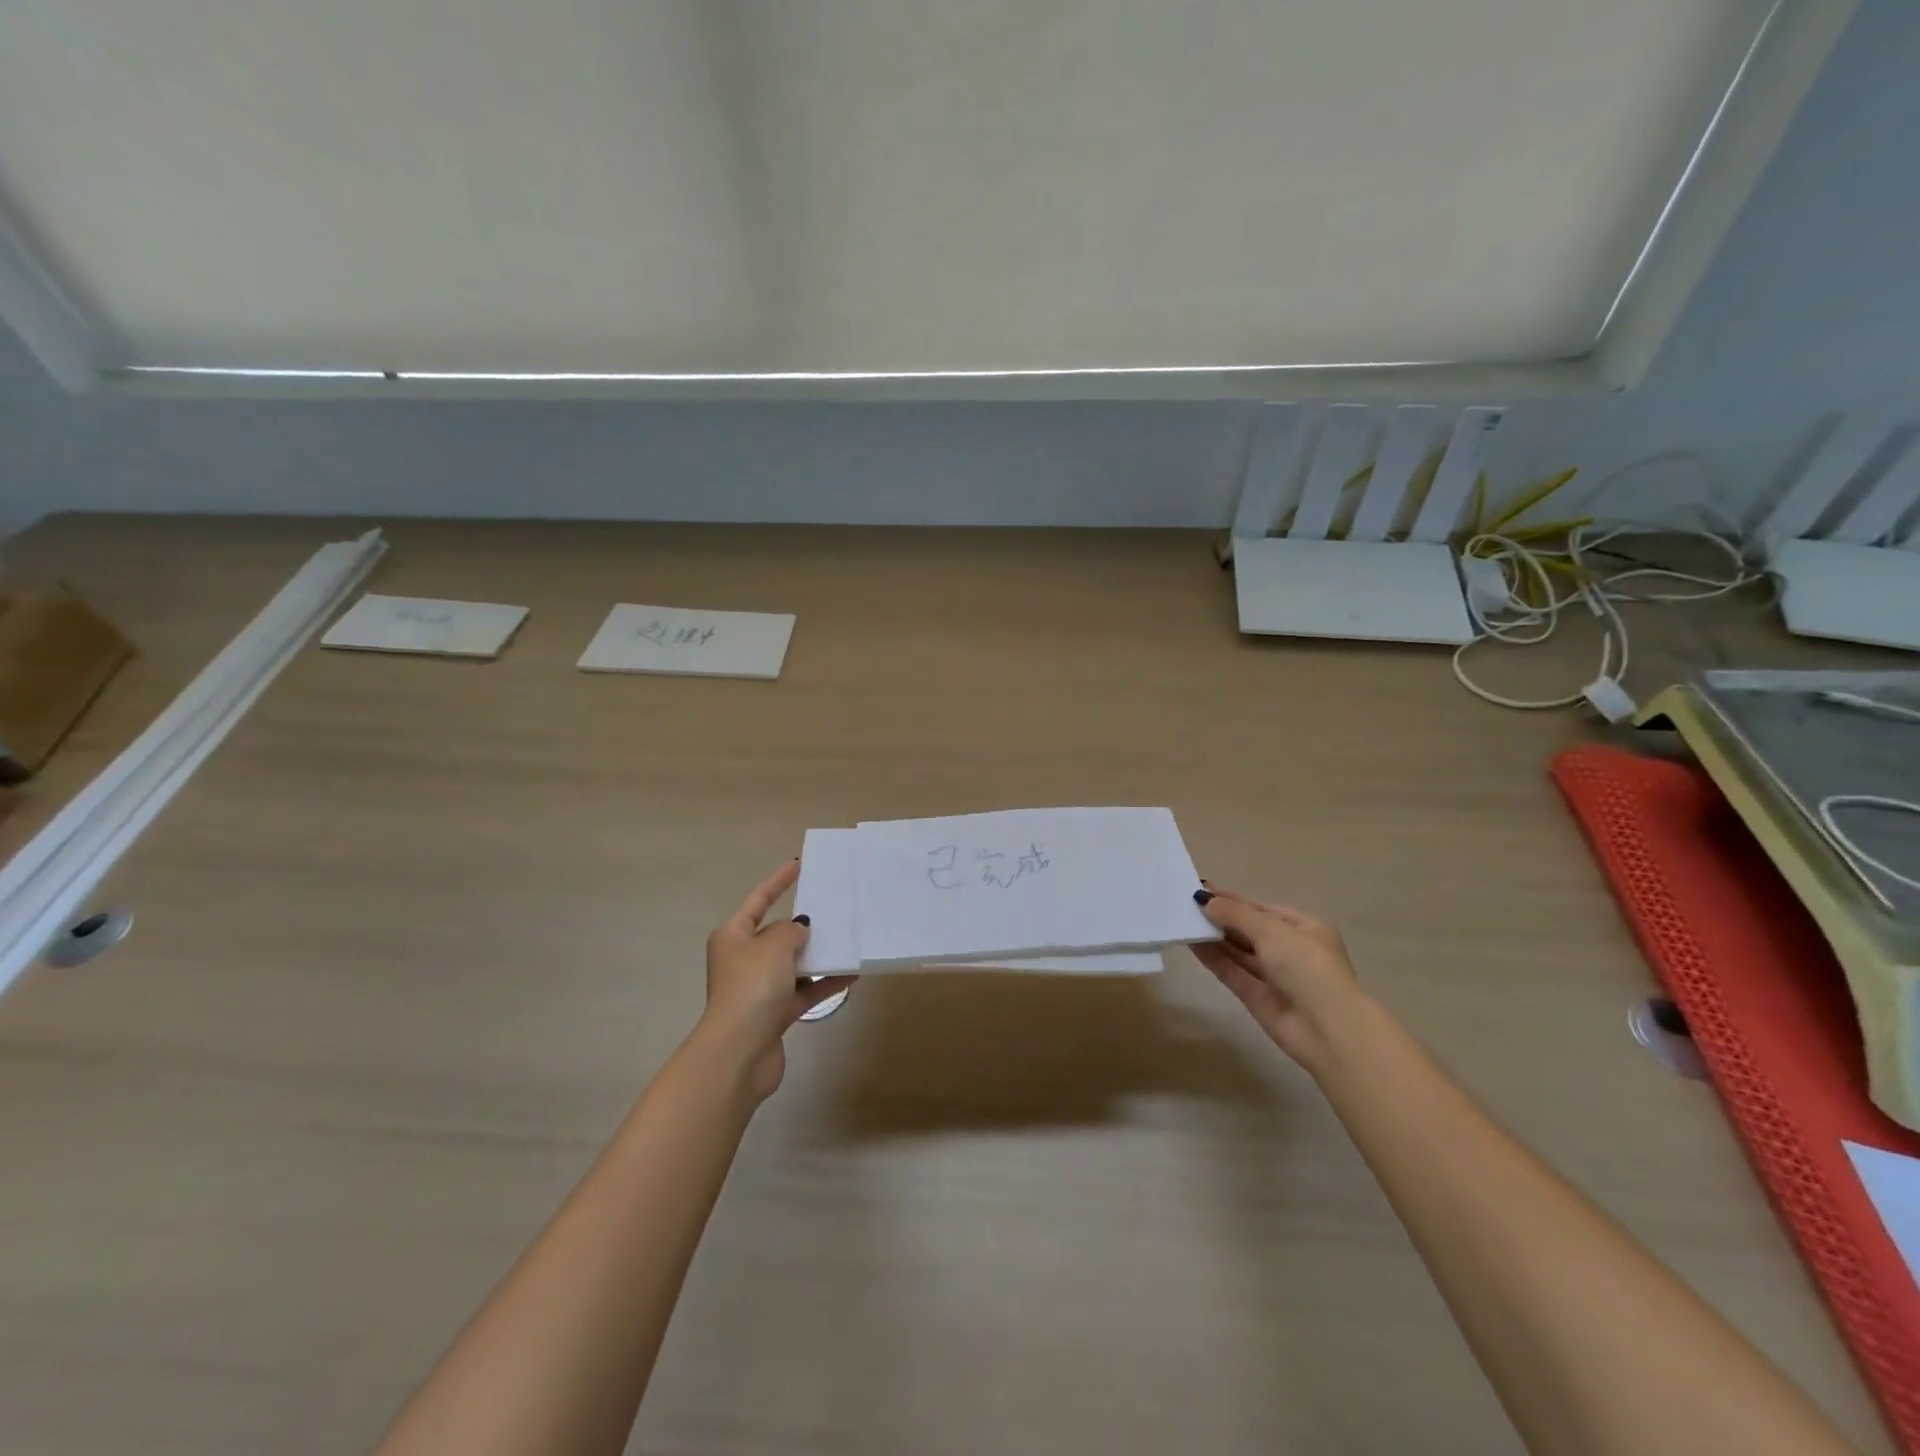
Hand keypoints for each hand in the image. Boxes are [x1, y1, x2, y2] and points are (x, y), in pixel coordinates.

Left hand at [701, 860, 855, 1101]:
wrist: (740, 1052)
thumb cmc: (752, 987)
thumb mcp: (774, 945)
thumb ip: (791, 930)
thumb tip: (799, 931)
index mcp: (732, 937)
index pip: (758, 901)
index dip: (777, 882)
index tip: (798, 866)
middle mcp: (742, 960)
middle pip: (776, 935)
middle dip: (802, 925)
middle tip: (832, 910)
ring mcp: (757, 989)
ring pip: (792, 964)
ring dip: (817, 956)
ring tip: (847, 942)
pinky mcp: (773, 1014)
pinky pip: (803, 991)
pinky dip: (823, 983)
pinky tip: (850, 975)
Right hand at [1190, 885, 1363, 1073]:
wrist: (1327, 1030)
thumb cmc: (1307, 967)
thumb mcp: (1272, 931)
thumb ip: (1236, 914)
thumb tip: (1205, 901)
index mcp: (1305, 929)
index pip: (1263, 909)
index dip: (1233, 900)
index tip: (1202, 890)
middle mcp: (1291, 951)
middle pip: (1250, 930)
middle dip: (1222, 918)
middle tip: (1188, 905)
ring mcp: (1275, 977)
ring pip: (1239, 953)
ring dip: (1215, 938)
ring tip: (1184, 921)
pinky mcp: (1259, 999)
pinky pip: (1233, 973)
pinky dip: (1214, 959)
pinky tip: (1192, 945)